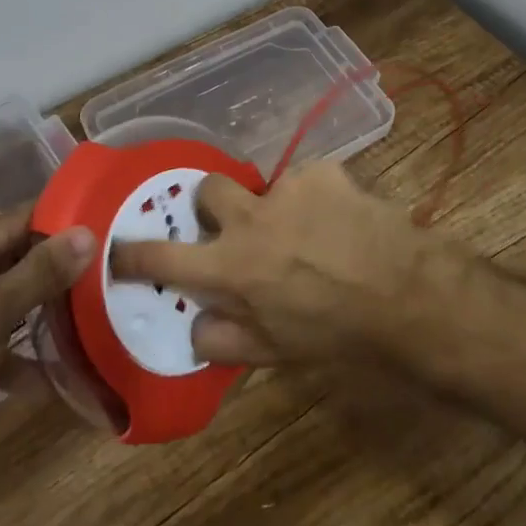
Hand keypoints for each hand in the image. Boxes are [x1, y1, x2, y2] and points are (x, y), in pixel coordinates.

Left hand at [0, 206, 94, 500]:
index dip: (47, 226)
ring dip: (27, 301)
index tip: (93, 231)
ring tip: (72, 307)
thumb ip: (41, 272)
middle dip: (35, 260)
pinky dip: (11, 344)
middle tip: (79, 265)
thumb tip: (88, 233)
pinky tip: (45, 367)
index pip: (0, 223)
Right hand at [111, 161, 454, 366]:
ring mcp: (287, 188)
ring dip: (275, 204)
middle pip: (207, 190)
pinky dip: (315, 196)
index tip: (119, 246)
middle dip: (214, 205)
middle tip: (238, 226)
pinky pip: (307, 178)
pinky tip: (340, 219)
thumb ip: (225, 340)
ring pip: (263, 184)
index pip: (163, 258)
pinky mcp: (323, 170)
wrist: (407, 294)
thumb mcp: (277, 354)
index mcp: (230, 268)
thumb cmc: (338, 334)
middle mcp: (249, 219)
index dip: (135, 253)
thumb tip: (194, 327)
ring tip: (309, 231)